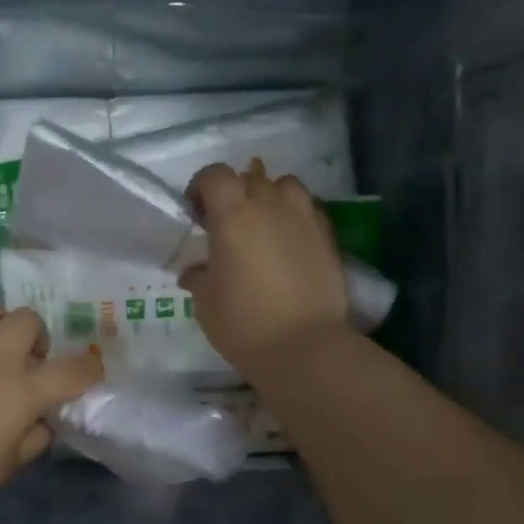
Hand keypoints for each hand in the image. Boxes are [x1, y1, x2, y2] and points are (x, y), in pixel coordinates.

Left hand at [0, 296, 104, 521]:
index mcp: (24, 393)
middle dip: (36, 334)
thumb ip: (35, 436)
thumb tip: (43, 419)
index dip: (88, 369)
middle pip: (27, 320)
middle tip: (28, 357)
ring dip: (1, 321)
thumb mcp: (12, 463)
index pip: (71, 371)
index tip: (89, 372)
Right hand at [180, 162, 349, 372]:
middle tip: (226, 224)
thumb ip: (199, 277)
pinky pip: (307, 210)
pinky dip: (293, 216)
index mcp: (233, 215)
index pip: (215, 176)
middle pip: (250, 177)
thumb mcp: (205, 302)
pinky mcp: (327, 236)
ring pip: (285, 186)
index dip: (201, 188)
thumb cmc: (243, 322)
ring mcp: (304, 218)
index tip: (195, 214)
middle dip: (234, 193)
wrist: (303, 347)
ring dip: (269, 196)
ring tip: (262, 225)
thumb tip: (195, 271)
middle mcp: (270, 205)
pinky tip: (287, 243)